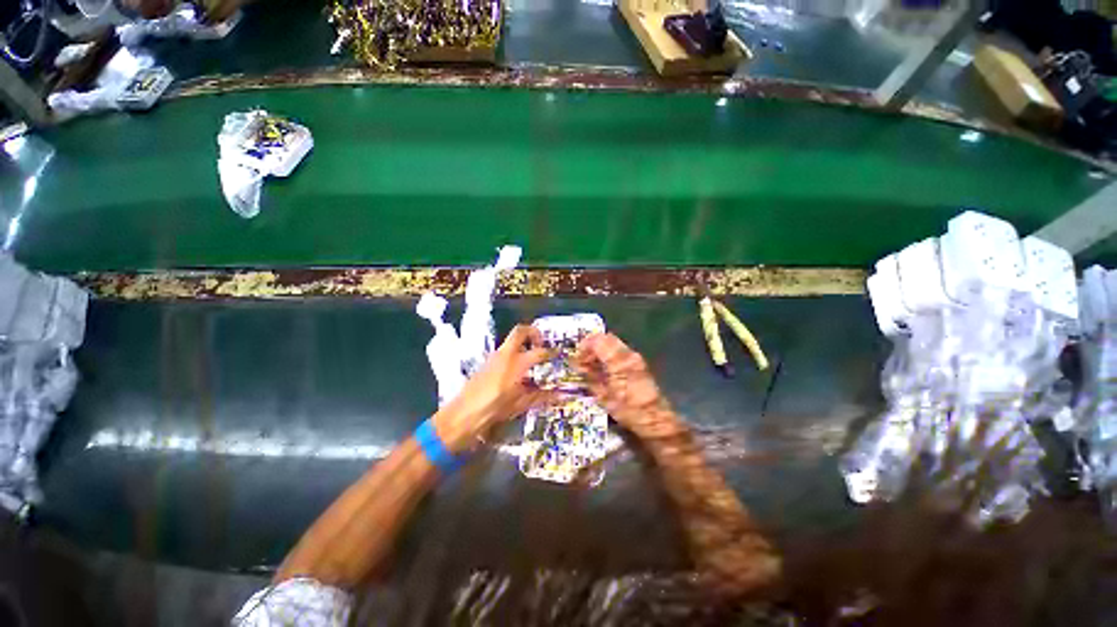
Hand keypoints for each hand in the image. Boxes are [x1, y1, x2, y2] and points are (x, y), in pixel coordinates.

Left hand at [433, 325, 551, 451]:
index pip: (540, 352)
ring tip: (533, 358)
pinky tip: (518, 371)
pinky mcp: (487, 362)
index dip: (552, 352)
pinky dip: (514, 354)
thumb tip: (559, 395)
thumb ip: (540, 396)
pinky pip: (505, 351)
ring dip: (523, 343)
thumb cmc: (495, 409)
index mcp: (517, 363)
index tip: (558, 354)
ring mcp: (494, 356)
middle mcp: (506, 354)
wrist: (463, 414)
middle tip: (542, 344)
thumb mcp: (520, 404)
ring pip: (511, 340)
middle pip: (521, 331)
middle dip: (534, 333)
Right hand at [574, 333, 676, 436]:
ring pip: (613, 342)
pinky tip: (603, 367)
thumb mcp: (604, 397)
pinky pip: (619, 350)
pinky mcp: (638, 362)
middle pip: (606, 337)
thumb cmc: (629, 411)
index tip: (577, 357)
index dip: (584, 346)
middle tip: (583, 359)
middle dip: (591, 345)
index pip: (598, 341)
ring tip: (591, 364)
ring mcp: (635, 357)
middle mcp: (628, 354)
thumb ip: (590, 378)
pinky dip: (608, 353)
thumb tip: (579, 366)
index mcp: (619, 362)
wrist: (656, 419)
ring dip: (600, 349)